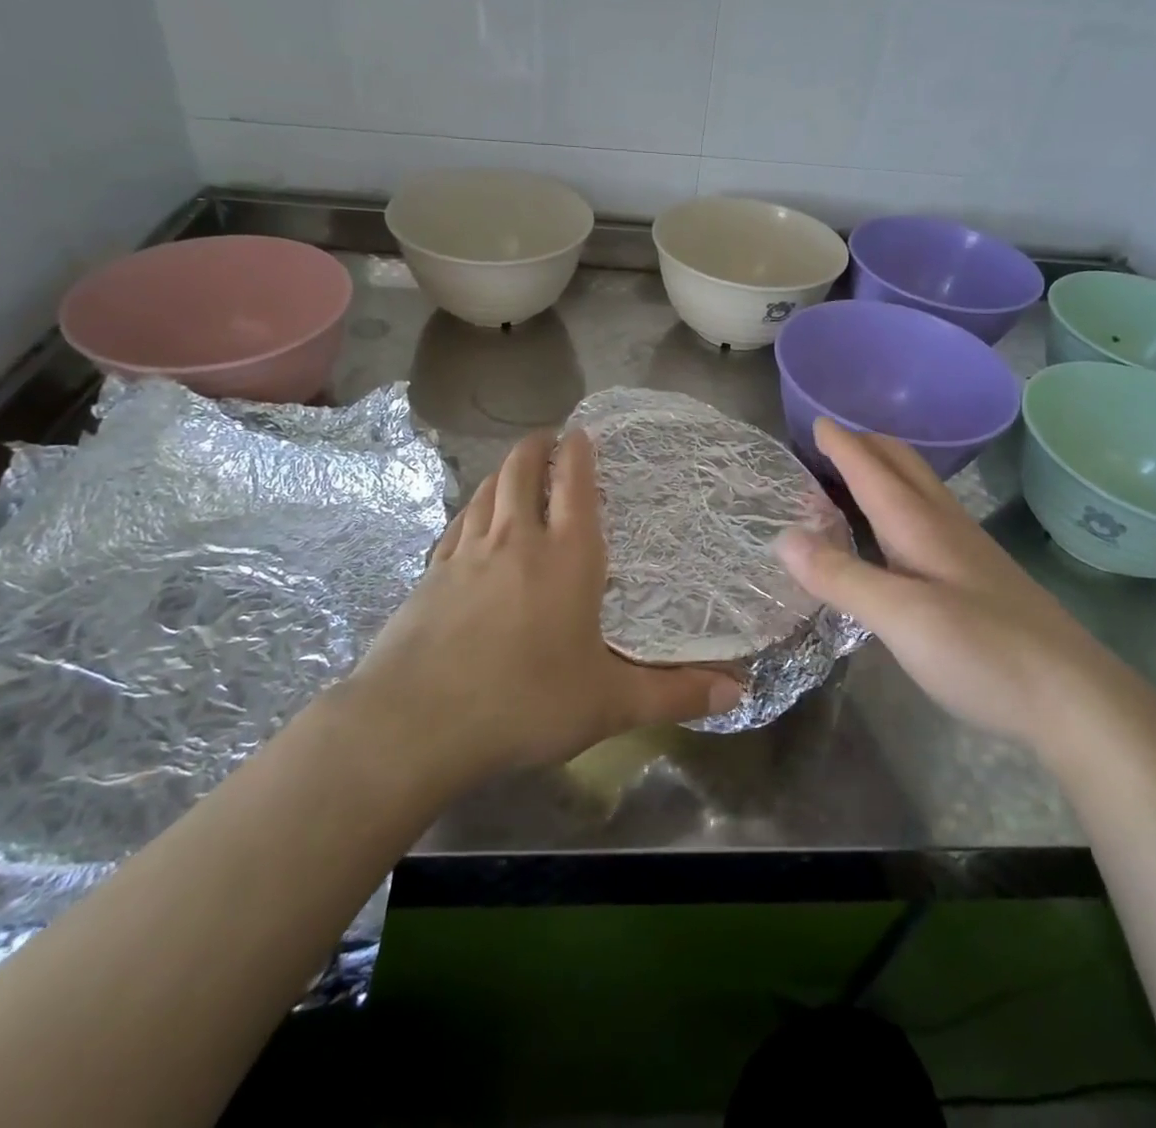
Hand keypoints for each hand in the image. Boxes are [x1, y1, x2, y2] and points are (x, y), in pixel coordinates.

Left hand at [352, 428, 743, 786]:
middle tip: (548, 440)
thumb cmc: (525, 703)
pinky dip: (472, 508)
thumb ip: (674, 694)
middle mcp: (516, 540)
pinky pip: (457, 523)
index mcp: (567, 557)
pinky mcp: (431, 573)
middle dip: (536, 447)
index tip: (580, 432)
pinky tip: (472, 519)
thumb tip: (738, 693)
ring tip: (515, 468)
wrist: (416, 722)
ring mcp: (467, 553)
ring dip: (504, 471)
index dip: (578, 452)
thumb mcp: (609, 703)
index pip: (575, 485)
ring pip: (487, 490)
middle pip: (523, 471)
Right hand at [777, 418, 1106, 742]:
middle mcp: (945, 526)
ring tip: (853, 477)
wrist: (1076, 700)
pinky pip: (928, 518)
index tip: (814, 422)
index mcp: (921, 525)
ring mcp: (968, 552)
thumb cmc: (984, 651)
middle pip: (903, 466)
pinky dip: (898, 504)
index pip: (872, 469)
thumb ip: (841, 576)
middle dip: (866, 445)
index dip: (842, 444)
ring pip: (919, 490)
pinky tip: (895, 533)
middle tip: (830, 442)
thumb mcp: (901, 617)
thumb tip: (782, 537)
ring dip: (883, 472)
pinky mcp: (980, 579)